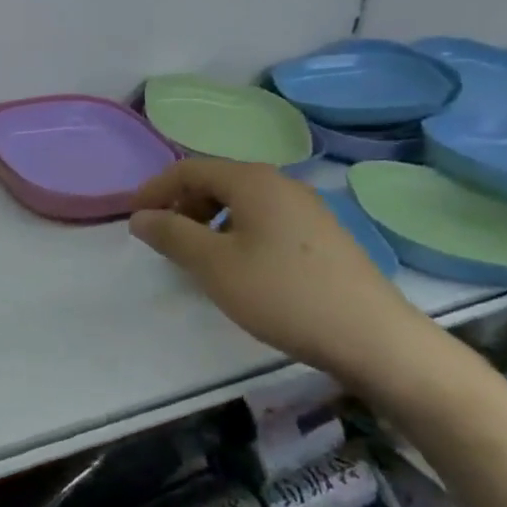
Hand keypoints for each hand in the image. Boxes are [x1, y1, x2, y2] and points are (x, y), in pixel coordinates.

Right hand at [129, 160, 434, 394]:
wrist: (373, 337)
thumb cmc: (283, 294)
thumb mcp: (214, 265)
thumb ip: (172, 234)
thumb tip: (140, 216)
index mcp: (252, 180)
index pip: (189, 169)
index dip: (155, 189)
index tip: (133, 218)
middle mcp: (280, 182)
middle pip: (217, 180)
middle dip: (182, 204)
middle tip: (164, 239)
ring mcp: (306, 207)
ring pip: (242, 201)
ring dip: (209, 220)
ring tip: (198, 256)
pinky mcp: (322, 234)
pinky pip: (265, 219)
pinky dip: (237, 232)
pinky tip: (240, 267)